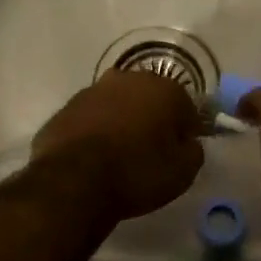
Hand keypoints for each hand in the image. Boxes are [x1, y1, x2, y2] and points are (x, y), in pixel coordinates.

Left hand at [32, 71, 204, 221]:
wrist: (72, 181)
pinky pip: (92, 118)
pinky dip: (97, 131)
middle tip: (151, 151)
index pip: (187, 109)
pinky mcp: (67, 106)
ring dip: (123, 122)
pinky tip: (94, 156)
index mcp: (165, 90)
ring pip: (118, 104)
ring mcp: (94, 90)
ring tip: (120, 155)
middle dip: (153, 120)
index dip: (186, 132)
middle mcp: (130, 79)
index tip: (180, 153)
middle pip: (150, 99)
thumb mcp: (182, 173)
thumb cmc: (136, 173)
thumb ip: (193, 152)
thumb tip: (188, 143)